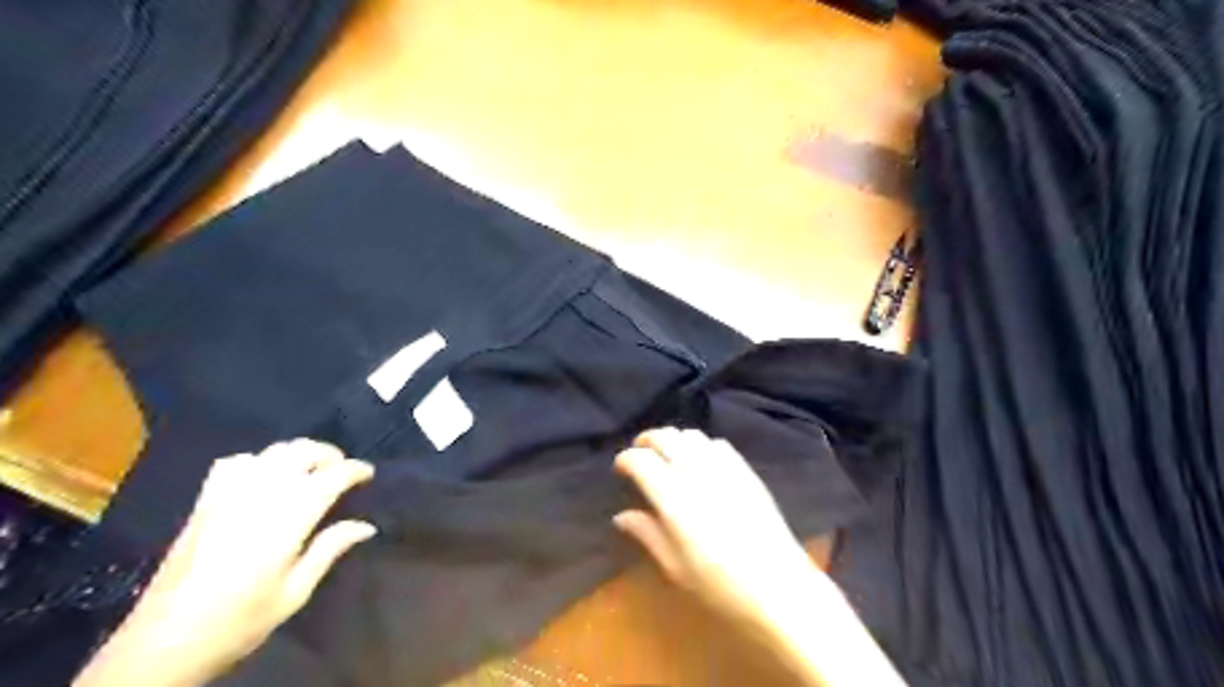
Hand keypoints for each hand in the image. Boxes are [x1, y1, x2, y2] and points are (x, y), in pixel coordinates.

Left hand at [76, 439, 376, 686]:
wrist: (162, 642)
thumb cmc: (239, 620)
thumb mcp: (294, 592)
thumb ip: (330, 549)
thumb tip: (366, 525)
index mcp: (289, 517)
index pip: (333, 476)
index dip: (356, 470)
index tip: (369, 475)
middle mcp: (261, 494)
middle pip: (303, 452)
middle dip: (330, 455)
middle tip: (342, 471)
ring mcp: (228, 494)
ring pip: (272, 451)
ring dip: (299, 453)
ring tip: (310, 470)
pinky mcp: (204, 501)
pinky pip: (237, 462)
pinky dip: (259, 460)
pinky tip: (264, 476)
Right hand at [618, 427, 900, 684]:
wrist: (778, 586)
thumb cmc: (720, 585)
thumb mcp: (675, 567)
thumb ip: (647, 533)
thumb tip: (621, 516)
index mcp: (674, 498)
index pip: (641, 461)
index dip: (626, 459)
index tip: (620, 468)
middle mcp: (697, 474)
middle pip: (666, 438)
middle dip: (647, 439)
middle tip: (639, 452)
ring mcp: (724, 469)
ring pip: (692, 435)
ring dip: (674, 439)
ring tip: (667, 454)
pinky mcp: (746, 471)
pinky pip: (718, 444)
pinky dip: (701, 445)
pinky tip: (700, 460)